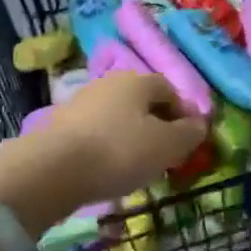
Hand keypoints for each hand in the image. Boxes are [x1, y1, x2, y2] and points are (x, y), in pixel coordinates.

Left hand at [40, 71, 208, 204]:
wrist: (51, 170)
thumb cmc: (119, 151)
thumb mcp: (167, 146)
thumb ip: (189, 134)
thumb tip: (199, 124)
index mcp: (138, 80)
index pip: (170, 89)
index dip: (183, 113)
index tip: (187, 141)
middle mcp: (109, 82)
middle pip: (142, 101)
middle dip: (156, 124)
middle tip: (163, 154)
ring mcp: (80, 102)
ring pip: (117, 117)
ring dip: (129, 136)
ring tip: (134, 166)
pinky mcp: (58, 125)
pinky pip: (94, 133)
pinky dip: (105, 147)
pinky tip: (105, 170)